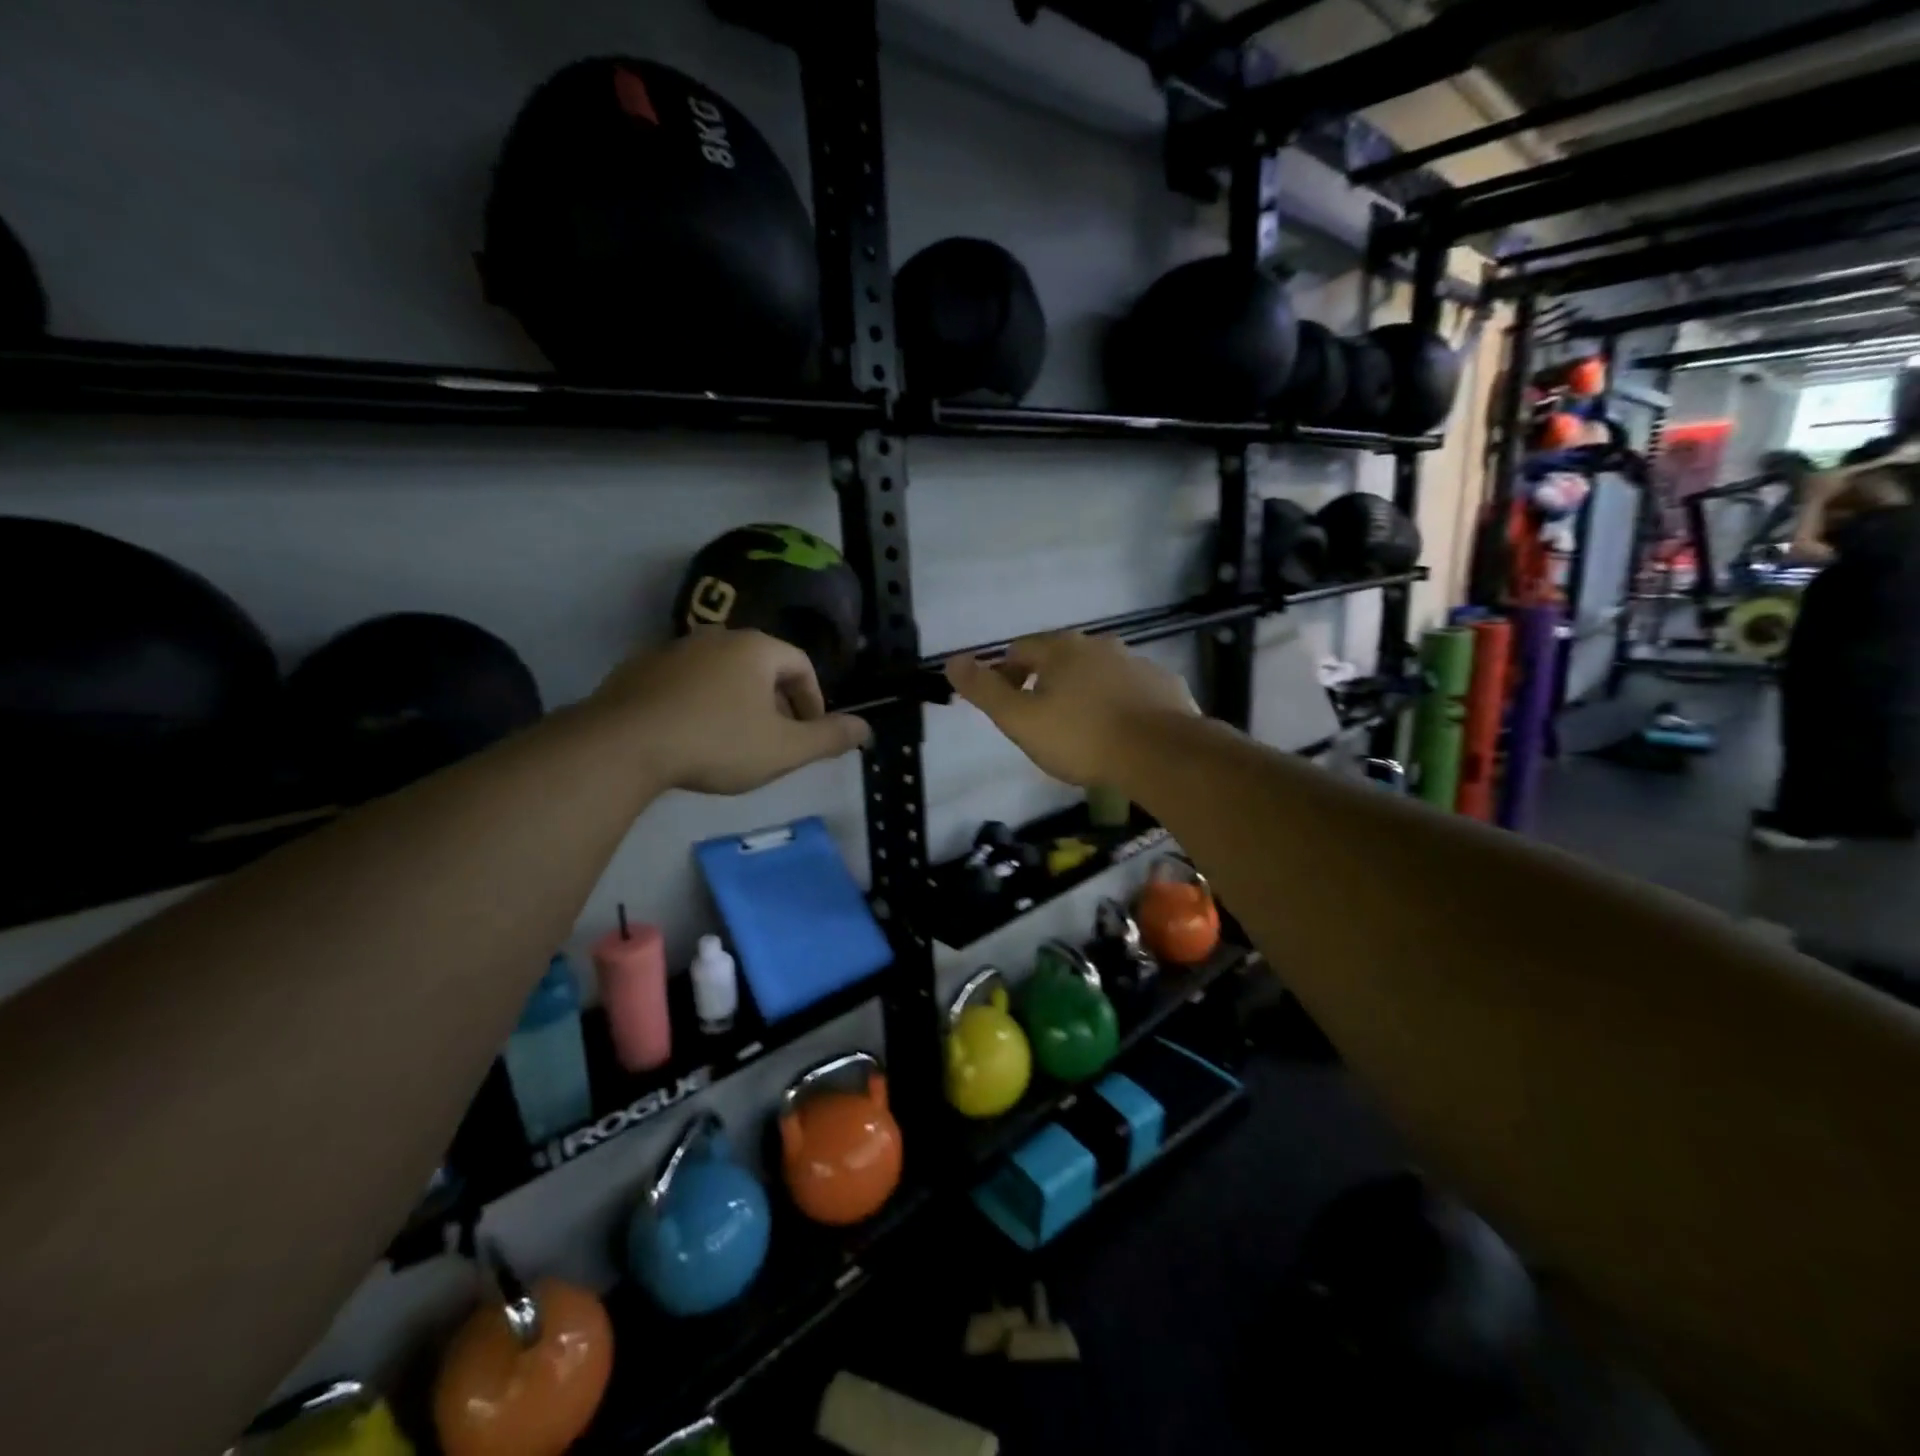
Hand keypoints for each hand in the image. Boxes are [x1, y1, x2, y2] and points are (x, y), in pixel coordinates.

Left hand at [591, 630, 870, 793]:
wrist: (623, 745)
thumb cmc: (717, 743)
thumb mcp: (784, 749)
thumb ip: (829, 738)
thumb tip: (866, 729)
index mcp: (756, 648)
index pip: (800, 665)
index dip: (813, 700)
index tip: (809, 733)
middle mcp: (716, 637)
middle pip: (760, 666)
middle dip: (775, 703)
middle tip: (774, 741)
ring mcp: (672, 650)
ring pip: (720, 674)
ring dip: (736, 703)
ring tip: (732, 742)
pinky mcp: (638, 669)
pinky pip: (683, 683)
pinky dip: (698, 704)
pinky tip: (690, 737)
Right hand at [946, 632, 1198, 787]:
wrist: (1160, 754)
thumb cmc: (1081, 737)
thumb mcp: (1020, 720)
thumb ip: (984, 690)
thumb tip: (951, 661)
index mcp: (1061, 648)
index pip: (1019, 650)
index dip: (1004, 674)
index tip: (1004, 705)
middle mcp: (1100, 644)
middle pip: (1060, 657)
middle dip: (1044, 682)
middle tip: (1040, 720)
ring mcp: (1137, 662)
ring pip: (1098, 672)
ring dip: (1083, 691)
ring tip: (1081, 728)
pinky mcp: (1164, 685)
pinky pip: (1130, 689)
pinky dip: (1118, 702)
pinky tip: (1119, 730)